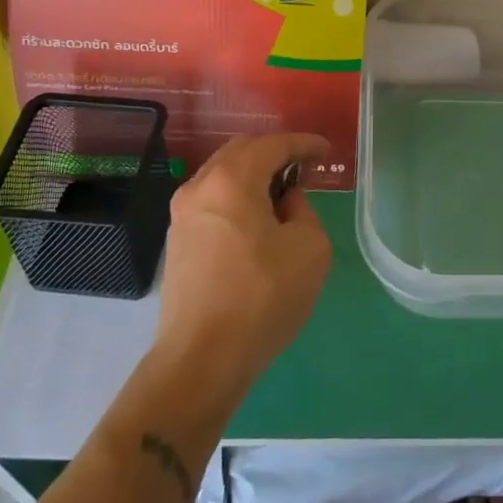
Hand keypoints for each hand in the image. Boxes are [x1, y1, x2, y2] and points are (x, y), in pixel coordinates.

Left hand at [154, 133, 331, 406]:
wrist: (201, 359)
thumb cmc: (262, 297)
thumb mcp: (309, 248)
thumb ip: (303, 211)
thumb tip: (285, 203)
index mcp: (232, 180)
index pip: (273, 145)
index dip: (303, 144)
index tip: (325, 150)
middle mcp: (200, 187)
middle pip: (241, 152)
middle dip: (274, 153)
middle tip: (303, 168)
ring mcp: (182, 214)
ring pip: (222, 176)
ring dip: (253, 176)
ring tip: (281, 195)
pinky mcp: (177, 241)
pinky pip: (212, 201)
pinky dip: (237, 197)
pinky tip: (256, 220)